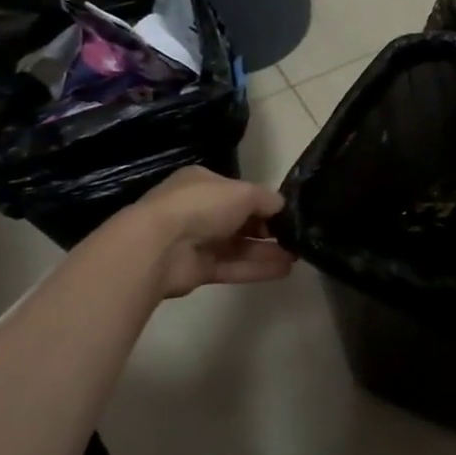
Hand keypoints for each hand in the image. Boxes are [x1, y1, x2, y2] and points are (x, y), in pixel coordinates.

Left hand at [119, 166, 294, 299]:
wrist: (159, 246)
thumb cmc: (202, 206)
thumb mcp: (244, 192)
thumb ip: (267, 199)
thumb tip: (282, 206)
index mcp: (204, 183)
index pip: (240, 192)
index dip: (264, 203)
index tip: (287, 214)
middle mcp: (199, 210)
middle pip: (240, 220)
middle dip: (268, 229)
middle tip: (295, 238)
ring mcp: (197, 241)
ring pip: (238, 246)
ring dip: (267, 251)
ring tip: (297, 256)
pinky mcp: (197, 269)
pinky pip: (232, 267)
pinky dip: (257, 268)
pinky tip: (284, 271)